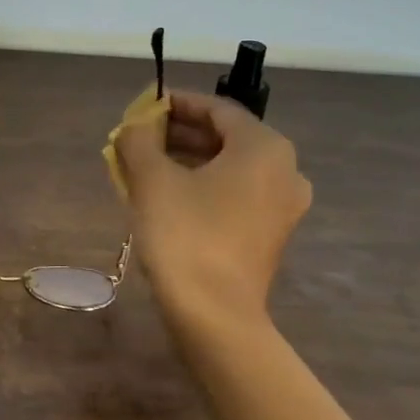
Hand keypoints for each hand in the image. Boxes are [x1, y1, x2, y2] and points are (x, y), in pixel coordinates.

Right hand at [113, 92, 311, 327]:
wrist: (214, 314)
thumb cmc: (185, 236)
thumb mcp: (152, 179)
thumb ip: (139, 141)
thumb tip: (135, 126)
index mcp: (264, 148)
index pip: (217, 110)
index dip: (177, 104)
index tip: (144, 108)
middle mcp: (284, 171)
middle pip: (226, 138)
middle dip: (180, 134)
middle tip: (140, 138)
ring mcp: (281, 207)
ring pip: (229, 169)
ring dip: (188, 161)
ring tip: (145, 166)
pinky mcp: (270, 235)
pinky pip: (235, 195)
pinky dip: (203, 187)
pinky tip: (167, 197)